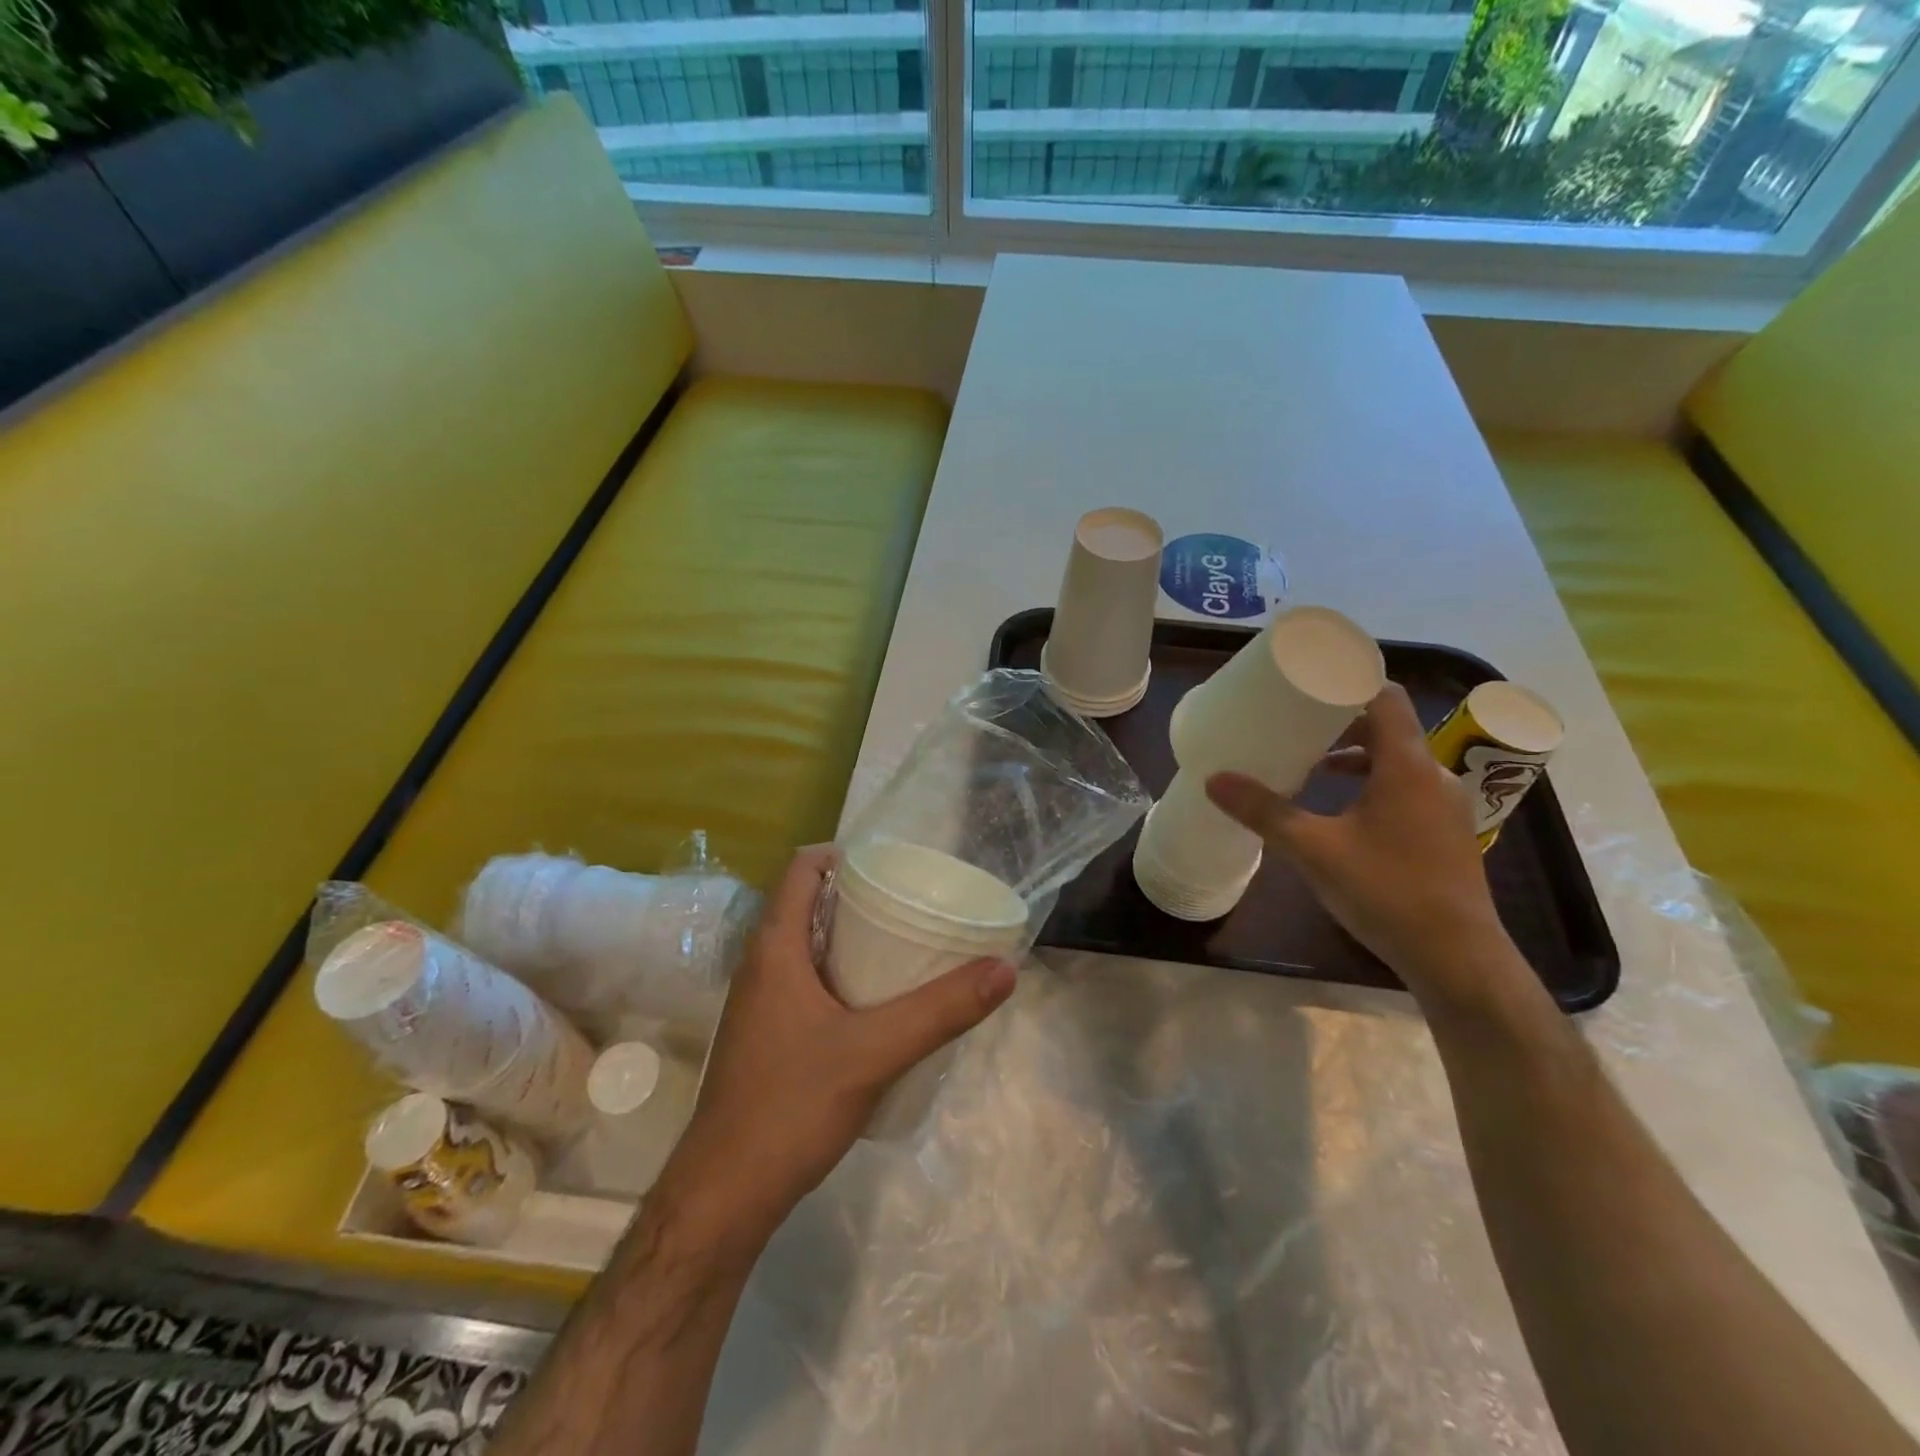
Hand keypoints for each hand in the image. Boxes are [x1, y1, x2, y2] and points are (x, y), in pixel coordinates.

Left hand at [655, 845, 1016, 1257]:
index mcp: (774, 948)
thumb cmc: (790, 1107)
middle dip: (859, 895)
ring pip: (808, 946)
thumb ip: (940, 1010)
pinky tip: (880, 1003)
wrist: (725, 1196)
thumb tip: (1004, 969)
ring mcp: (760, 1004)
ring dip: (851, 937)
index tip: (892, 864)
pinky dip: (843, 974)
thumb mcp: (875, 1053)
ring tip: (906, 944)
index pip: (801, 869)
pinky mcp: (768, 1037)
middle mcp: (761, 965)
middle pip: (808, 904)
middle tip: (912, 902)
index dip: (843, 854)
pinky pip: (808, 982)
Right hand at [1205, 684, 1520, 1008]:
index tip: (1311, 681)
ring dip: (1357, 755)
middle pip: (1389, 727)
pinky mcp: (1444, 832)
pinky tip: (1342, 811)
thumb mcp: (1313, 849)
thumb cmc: (1386, 890)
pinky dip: (1373, 783)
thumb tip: (1214, 779)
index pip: (1386, 697)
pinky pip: (1405, 787)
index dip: (1351, 681)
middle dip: (1342, 722)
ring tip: (1313, 767)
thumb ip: (1264, 811)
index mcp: (1406, 765)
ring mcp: (1443, 806)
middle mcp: (1432, 775)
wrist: (1455, 957)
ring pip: (1397, 760)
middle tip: (1297, 726)